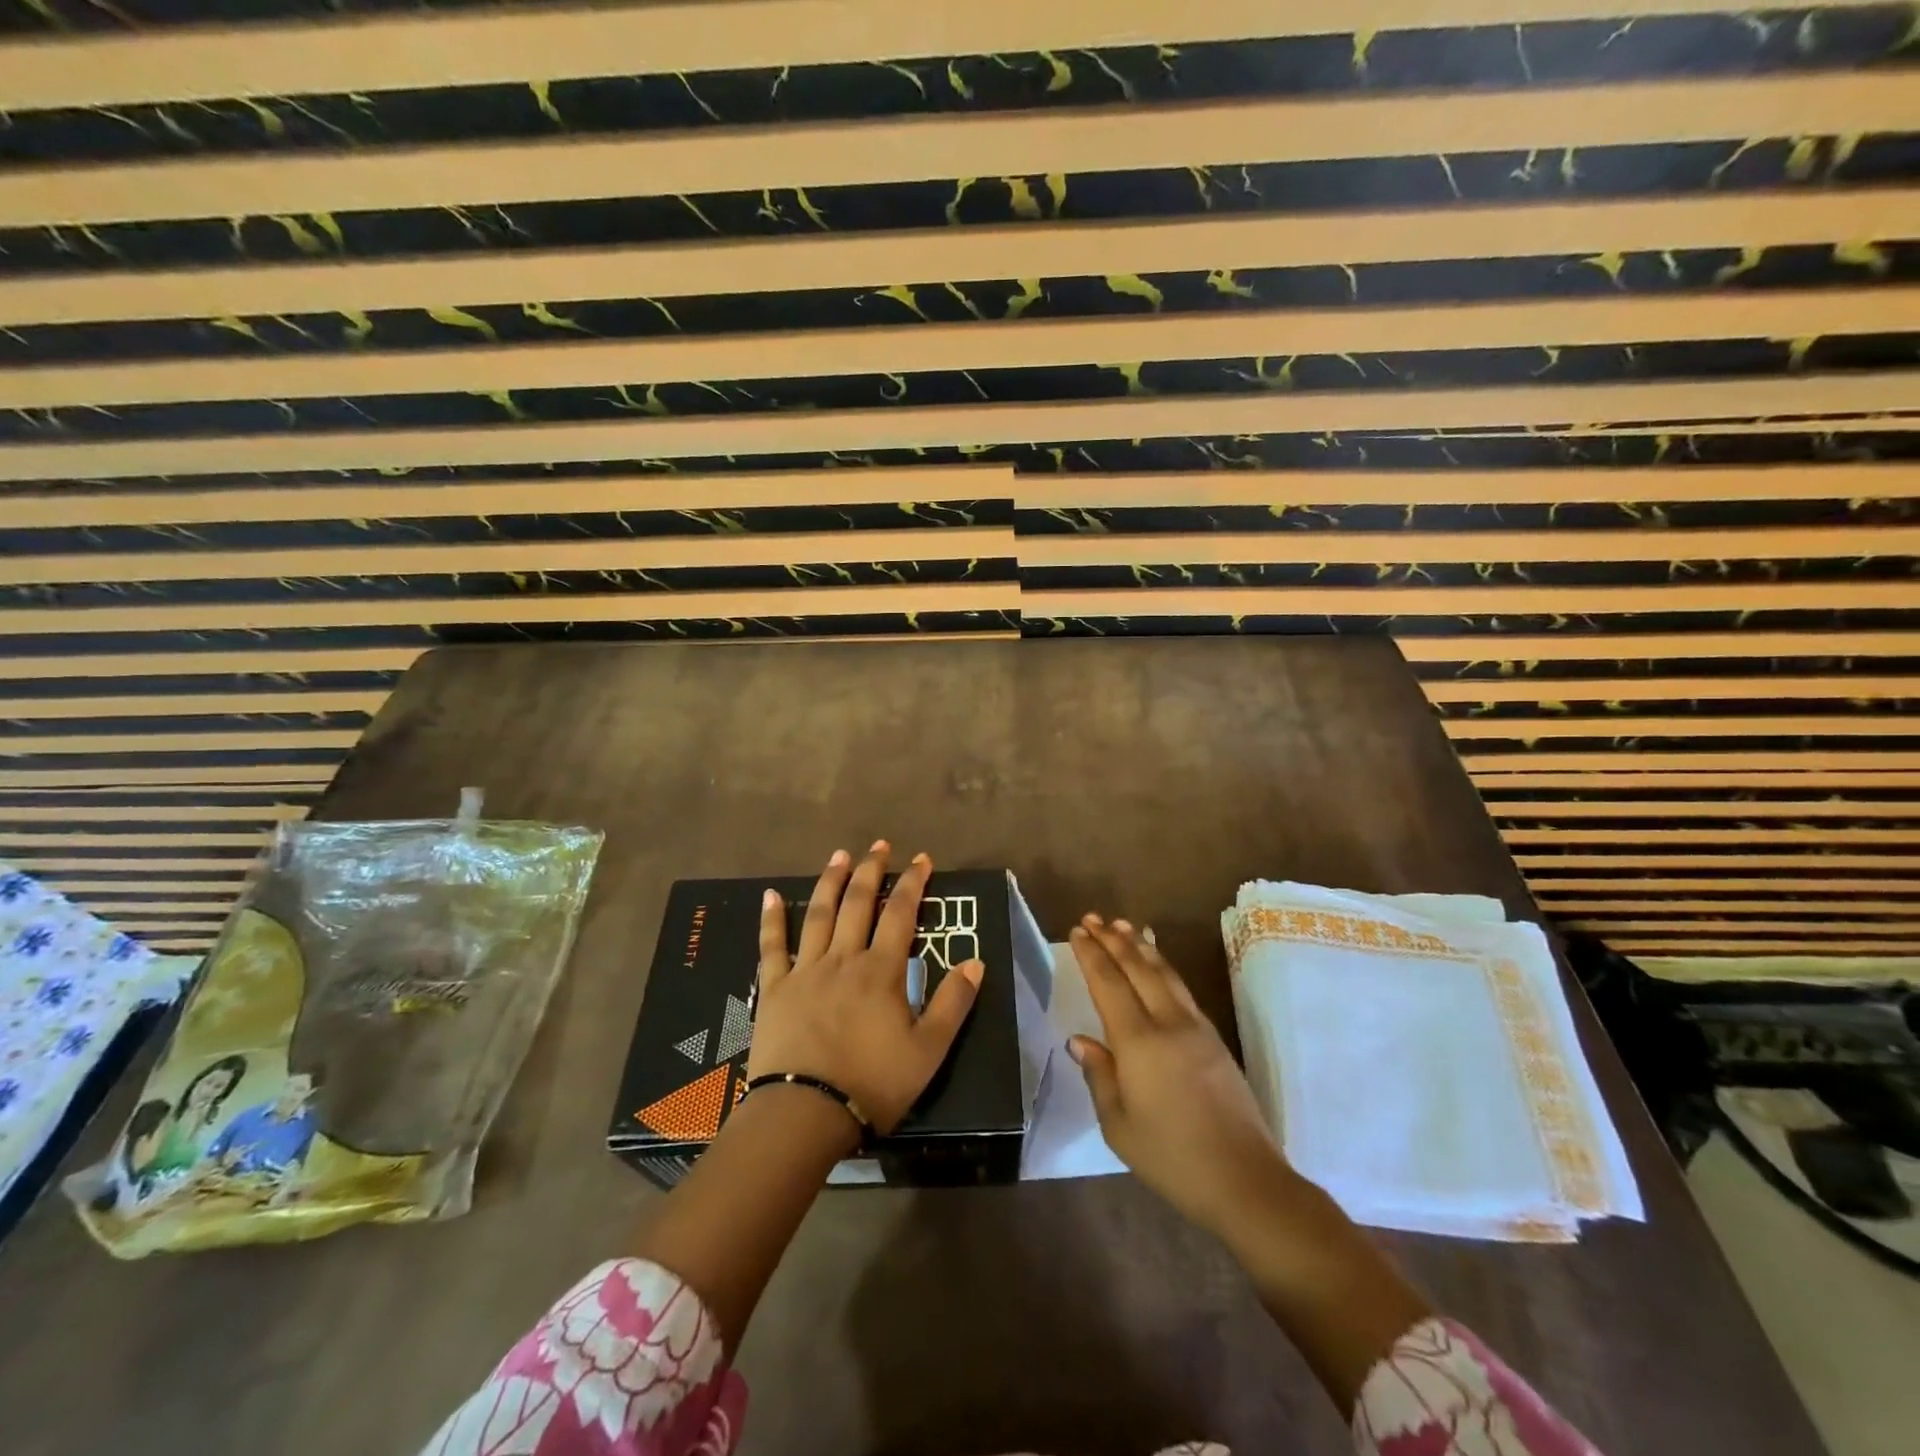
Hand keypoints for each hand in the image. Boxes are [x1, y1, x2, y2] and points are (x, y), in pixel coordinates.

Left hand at [750, 842, 984, 1136]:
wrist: (805, 1114)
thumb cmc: (872, 1084)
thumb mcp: (928, 1050)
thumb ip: (954, 1003)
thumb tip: (975, 960)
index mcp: (881, 971)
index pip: (901, 914)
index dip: (913, 883)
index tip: (922, 860)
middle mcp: (844, 959)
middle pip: (859, 903)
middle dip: (872, 870)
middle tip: (880, 845)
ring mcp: (806, 970)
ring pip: (819, 914)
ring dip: (830, 881)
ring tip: (839, 855)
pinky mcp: (775, 988)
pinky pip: (772, 946)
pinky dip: (771, 919)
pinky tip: (769, 895)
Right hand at [1069, 914, 1297, 1237]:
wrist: (1245, 1180)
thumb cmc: (1172, 1158)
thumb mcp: (1119, 1126)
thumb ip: (1099, 1076)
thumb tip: (1080, 1040)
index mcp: (1139, 1043)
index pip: (1109, 984)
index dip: (1091, 955)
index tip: (1077, 932)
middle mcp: (1168, 1023)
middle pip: (1137, 968)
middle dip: (1113, 939)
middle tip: (1092, 917)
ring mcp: (1196, 1028)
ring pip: (1164, 973)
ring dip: (1140, 946)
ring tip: (1123, 925)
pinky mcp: (1214, 1039)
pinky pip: (1181, 988)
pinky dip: (1163, 966)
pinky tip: (1157, 963)